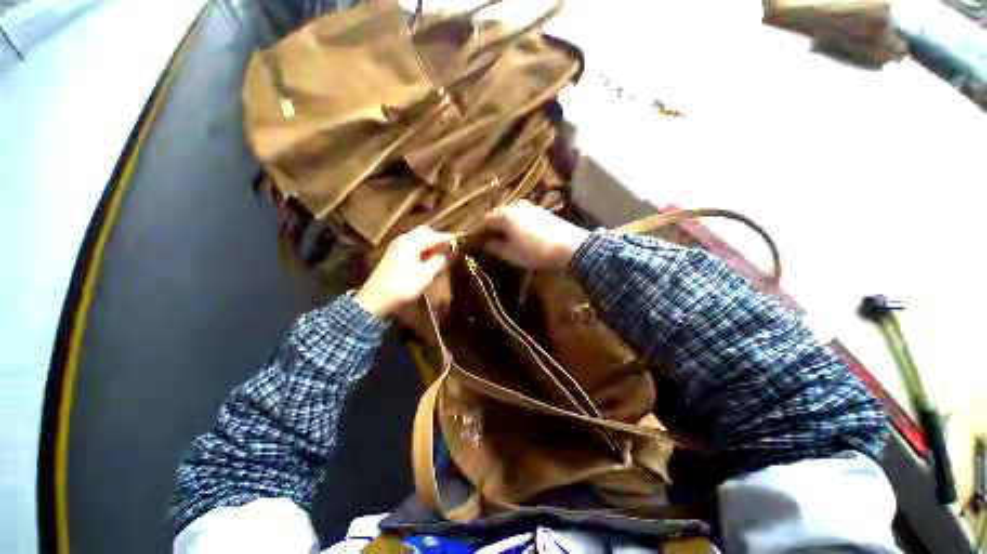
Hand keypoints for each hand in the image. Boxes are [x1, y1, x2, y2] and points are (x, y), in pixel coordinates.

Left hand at [354, 226, 452, 317]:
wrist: (374, 301)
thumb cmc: (402, 287)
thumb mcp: (425, 276)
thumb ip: (440, 261)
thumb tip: (453, 251)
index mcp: (410, 242)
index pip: (434, 235)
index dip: (449, 239)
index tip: (462, 243)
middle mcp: (402, 240)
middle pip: (425, 232)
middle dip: (439, 238)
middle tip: (451, 248)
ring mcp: (397, 247)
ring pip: (418, 238)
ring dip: (431, 243)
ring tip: (442, 254)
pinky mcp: (394, 255)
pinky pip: (413, 245)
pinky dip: (423, 248)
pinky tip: (428, 259)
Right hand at [482, 200, 589, 268]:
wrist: (569, 245)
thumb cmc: (536, 251)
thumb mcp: (511, 253)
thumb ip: (494, 247)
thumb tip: (484, 243)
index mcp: (504, 215)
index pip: (483, 221)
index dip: (477, 231)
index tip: (474, 241)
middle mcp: (513, 205)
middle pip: (495, 214)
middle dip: (489, 226)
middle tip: (486, 240)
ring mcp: (527, 205)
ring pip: (507, 213)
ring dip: (501, 224)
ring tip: (500, 237)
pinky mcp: (538, 209)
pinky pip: (518, 213)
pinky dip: (512, 222)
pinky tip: (516, 231)